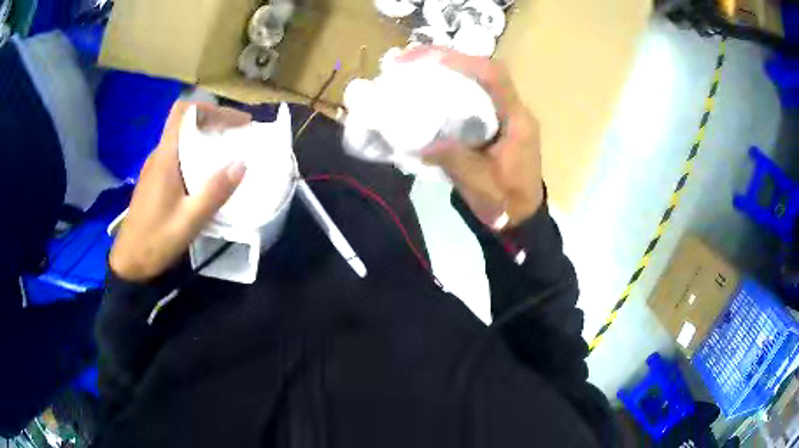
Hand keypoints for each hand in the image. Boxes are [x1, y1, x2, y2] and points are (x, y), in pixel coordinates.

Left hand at [109, 101, 250, 281]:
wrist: (129, 261)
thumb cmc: (156, 241)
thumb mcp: (189, 221)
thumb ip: (214, 192)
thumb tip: (242, 163)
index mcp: (165, 158)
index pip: (184, 112)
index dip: (211, 108)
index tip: (236, 121)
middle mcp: (159, 155)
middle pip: (186, 122)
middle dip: (215, 121)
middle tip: (240, 135)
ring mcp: (155, 167)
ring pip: (182, 138)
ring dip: (206, 138)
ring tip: (229, 151)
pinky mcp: (155, 180)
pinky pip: (178, 155)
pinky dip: (197, 153)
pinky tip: (207, 173)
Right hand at [399, 47, 544, 228]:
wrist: (521, 217)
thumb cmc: (506, 202)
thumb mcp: (478, 184)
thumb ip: (452, 159)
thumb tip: (415, 142)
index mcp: (517, 121)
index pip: (495, 77)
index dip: (463, 62)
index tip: (429, 60)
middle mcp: (514, 110)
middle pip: (484, 71)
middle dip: (448, 58)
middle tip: (411, 58)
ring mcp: (506, 115)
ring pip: (478, 80)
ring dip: (448, 69)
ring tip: (415, 68)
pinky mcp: (496, 123)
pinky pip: (474, 95)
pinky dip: (451, 87)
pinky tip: (430, 91)